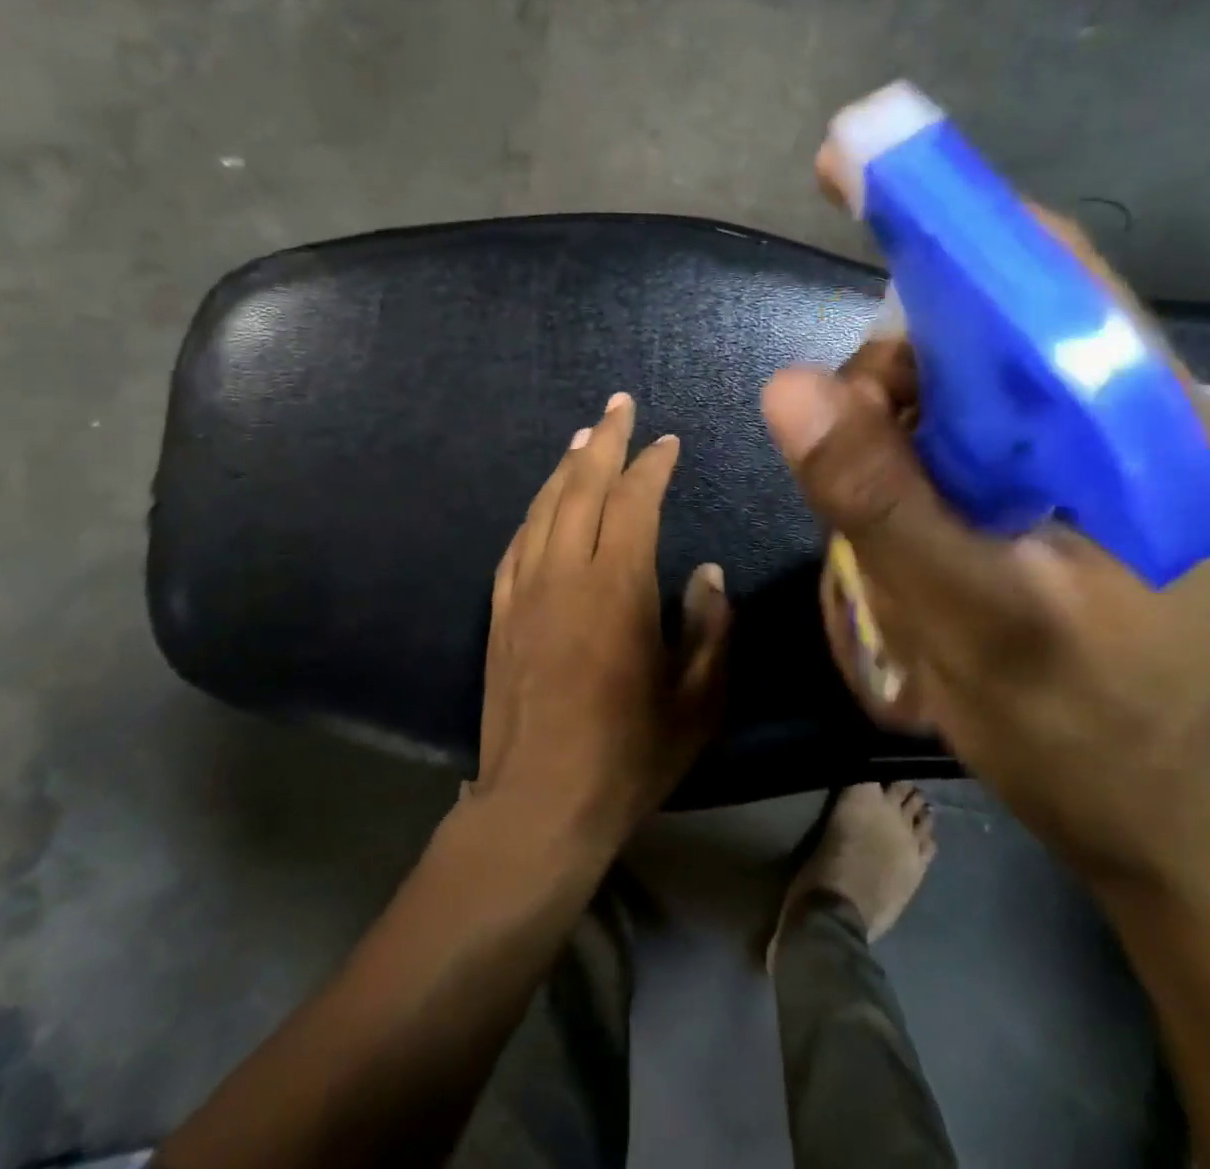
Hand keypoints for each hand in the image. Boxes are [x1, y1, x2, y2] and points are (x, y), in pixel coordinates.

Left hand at [474, 392, 729, 852]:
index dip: (653, 465)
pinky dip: (535, 510)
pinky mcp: (499, 612)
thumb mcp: (697, 701)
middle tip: (619, 405)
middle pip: (582, 485)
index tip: (668, 443)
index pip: (635, 501)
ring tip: (585, 436)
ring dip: (567, 467)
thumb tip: (705, 573)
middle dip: (604, 439)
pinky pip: (516, 542)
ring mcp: (524, 590)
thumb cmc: (628, 755)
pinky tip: (544, 500)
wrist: (538, 804)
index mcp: (617, 588)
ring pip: (544, 507)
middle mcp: (565, 573)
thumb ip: (709, 629)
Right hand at [763, 211, 1209, 891]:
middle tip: (841, 436)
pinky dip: (922, 451)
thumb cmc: (1088, 732)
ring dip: (903, 420)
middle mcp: (1133, 413)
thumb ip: (878, 497)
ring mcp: (1103, 452)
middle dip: (898, 363)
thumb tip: (785, 386)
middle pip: (993, 323)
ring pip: (974, 382)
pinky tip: (908, 514)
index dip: (944, 212)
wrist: (1166, 828)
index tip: (846, 170)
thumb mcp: (970, 617)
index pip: (1042, 270)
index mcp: (1143, 422)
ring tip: (875, 508)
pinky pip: (978, 433)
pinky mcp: (1076, 488)